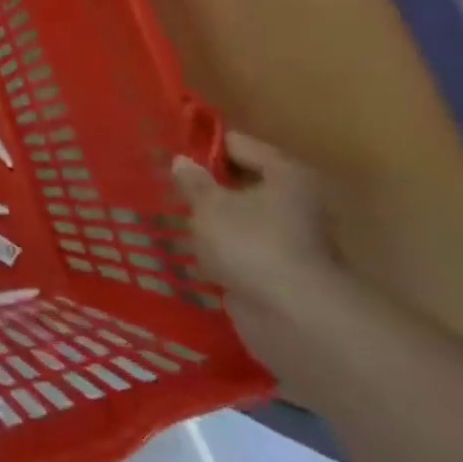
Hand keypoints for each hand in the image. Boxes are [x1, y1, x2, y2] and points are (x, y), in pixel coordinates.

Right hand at [171, 131, 349, 365]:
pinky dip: (221, 251)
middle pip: (245, 183)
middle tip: (166, 184)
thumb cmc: (251, 244)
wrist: (293, 316)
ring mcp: (290, 240)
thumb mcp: (210, 206)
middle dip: (208, 186)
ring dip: (214, 221)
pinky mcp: (278, 272)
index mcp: (286, 174)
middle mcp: (296, 202)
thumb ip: (193, 182)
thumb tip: (182, 160)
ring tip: (171, 216)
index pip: (240, 145)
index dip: (205, 146)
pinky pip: (242, 251)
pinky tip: (189, 251)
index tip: (171, 149)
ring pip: (243, 219)